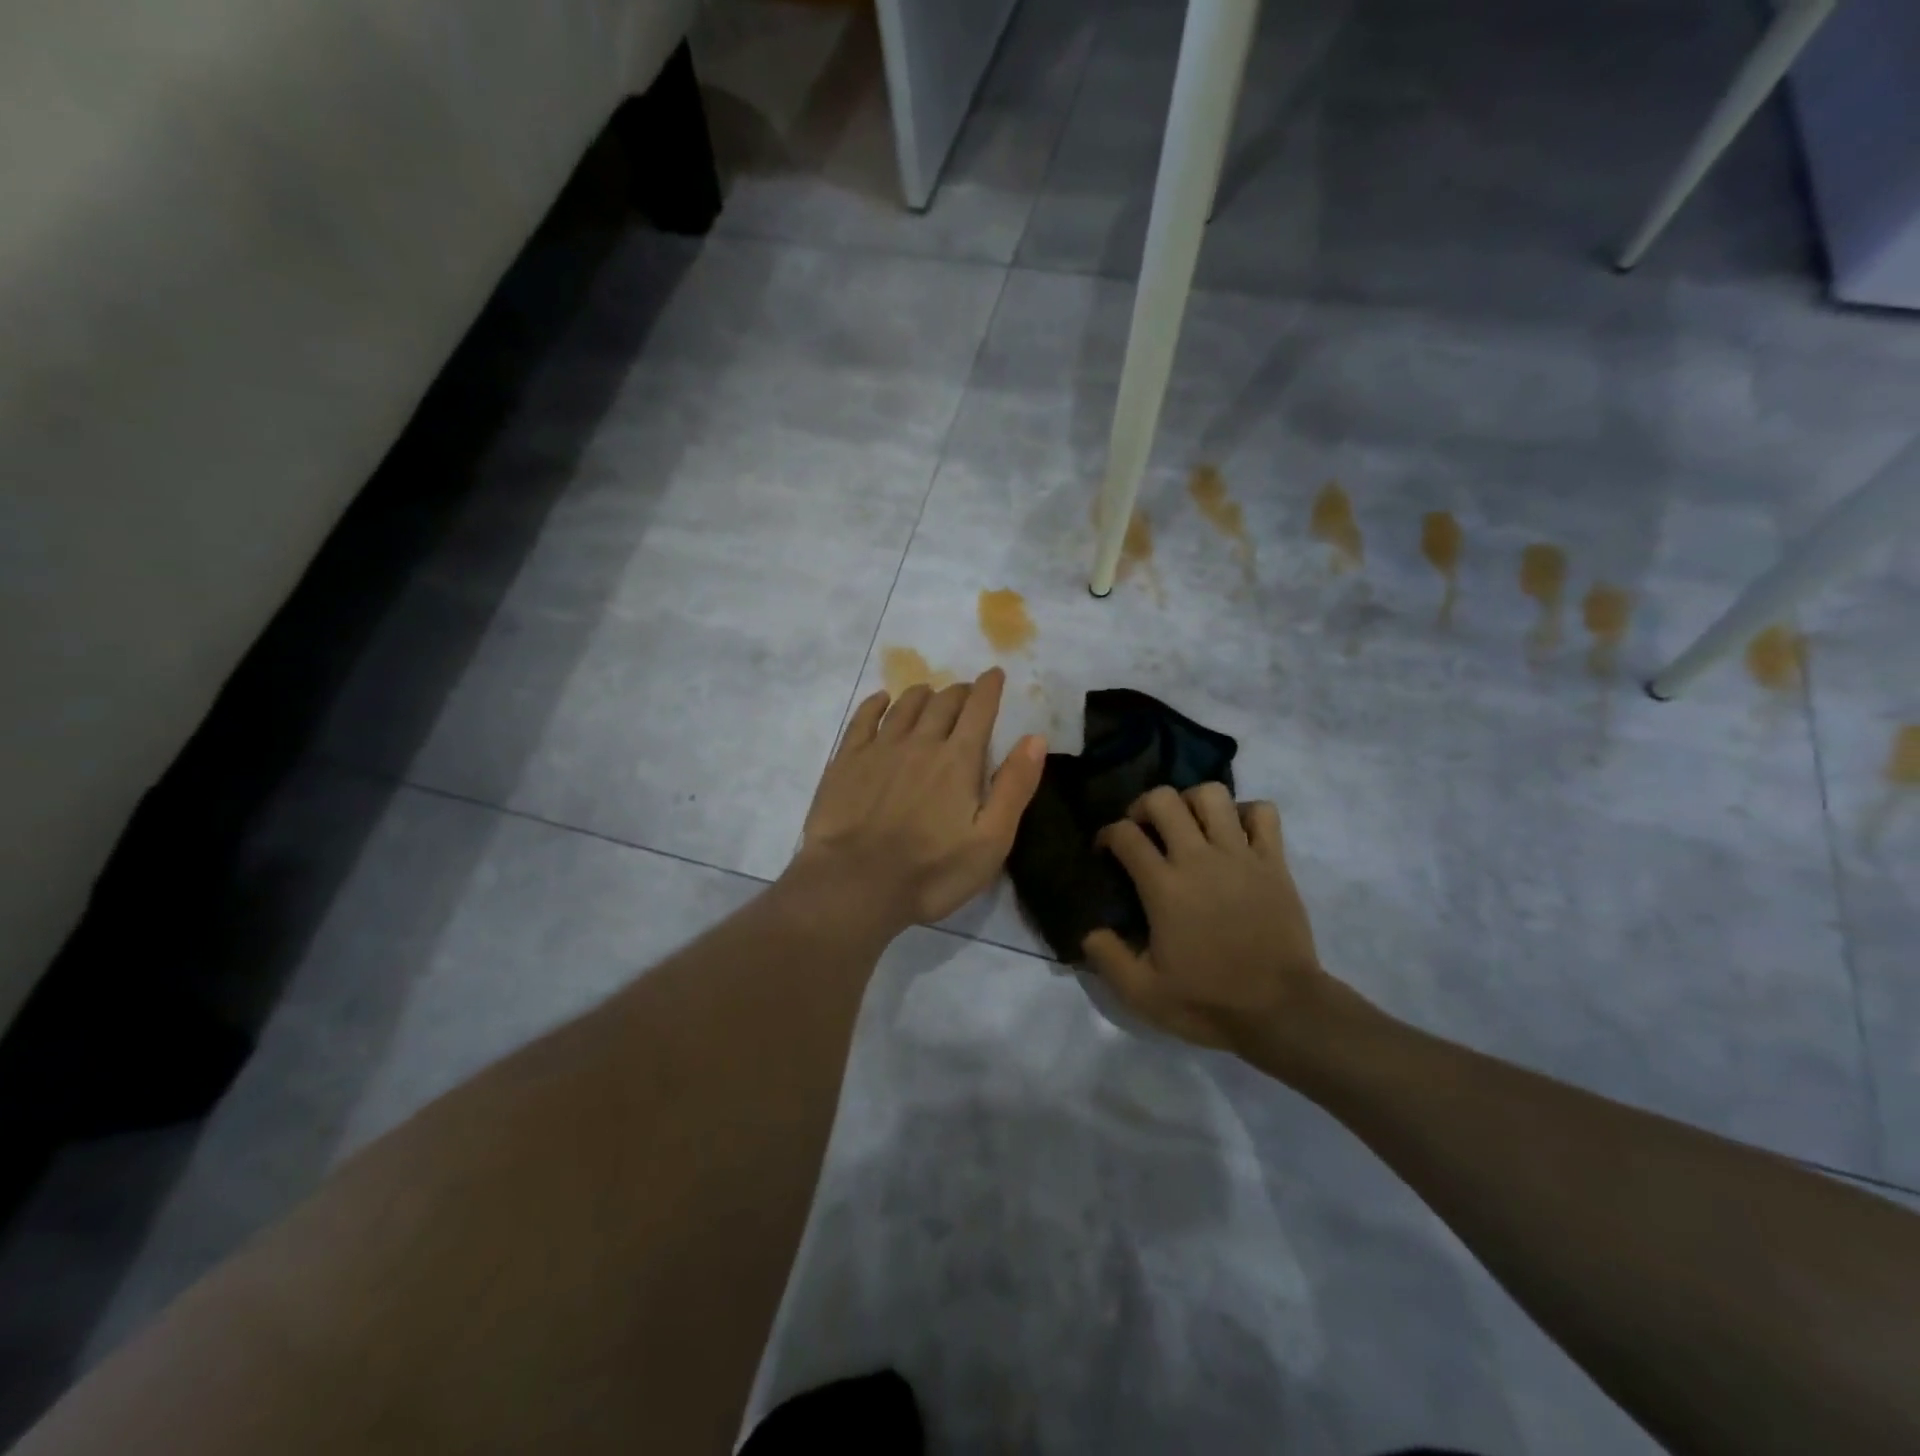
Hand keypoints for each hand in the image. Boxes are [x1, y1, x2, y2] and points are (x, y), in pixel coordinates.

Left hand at [788, 667, 1045, 935]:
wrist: (854, 884)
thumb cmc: (931, 872)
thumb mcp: (991, 841)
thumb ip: (1014, 787)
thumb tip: (1035, 738)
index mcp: (958, 760)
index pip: (979, 710)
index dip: (990, 688)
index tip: (995, 674)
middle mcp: (920, 743)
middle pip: (943, 703)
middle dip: (960, 692)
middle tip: (966, 691)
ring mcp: (879, 749)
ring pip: (904, 706)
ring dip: (922, 694)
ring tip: (929, 692)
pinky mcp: (847, 761)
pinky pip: (863, 719)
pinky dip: (876, 704)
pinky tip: (881, 701)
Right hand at [1082, 784, 1334, 1058]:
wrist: (1282, 1011)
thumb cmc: (1209, 1001)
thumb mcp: (1143, 993)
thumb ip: (1107, 957)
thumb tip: (1086, 929)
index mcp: (1164, 887)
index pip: (1125, 834)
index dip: (1107, 834)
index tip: (1105, 850)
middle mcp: (1199, 859)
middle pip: (1164, 799)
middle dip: (1144, 806)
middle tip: (1144, 830)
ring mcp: (1240, 855)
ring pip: (1212, 795)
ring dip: (1192, 802)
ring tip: (1188, 826)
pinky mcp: (1274, 862)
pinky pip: (1263, 812)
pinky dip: (1245, 813)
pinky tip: (1234, 834)